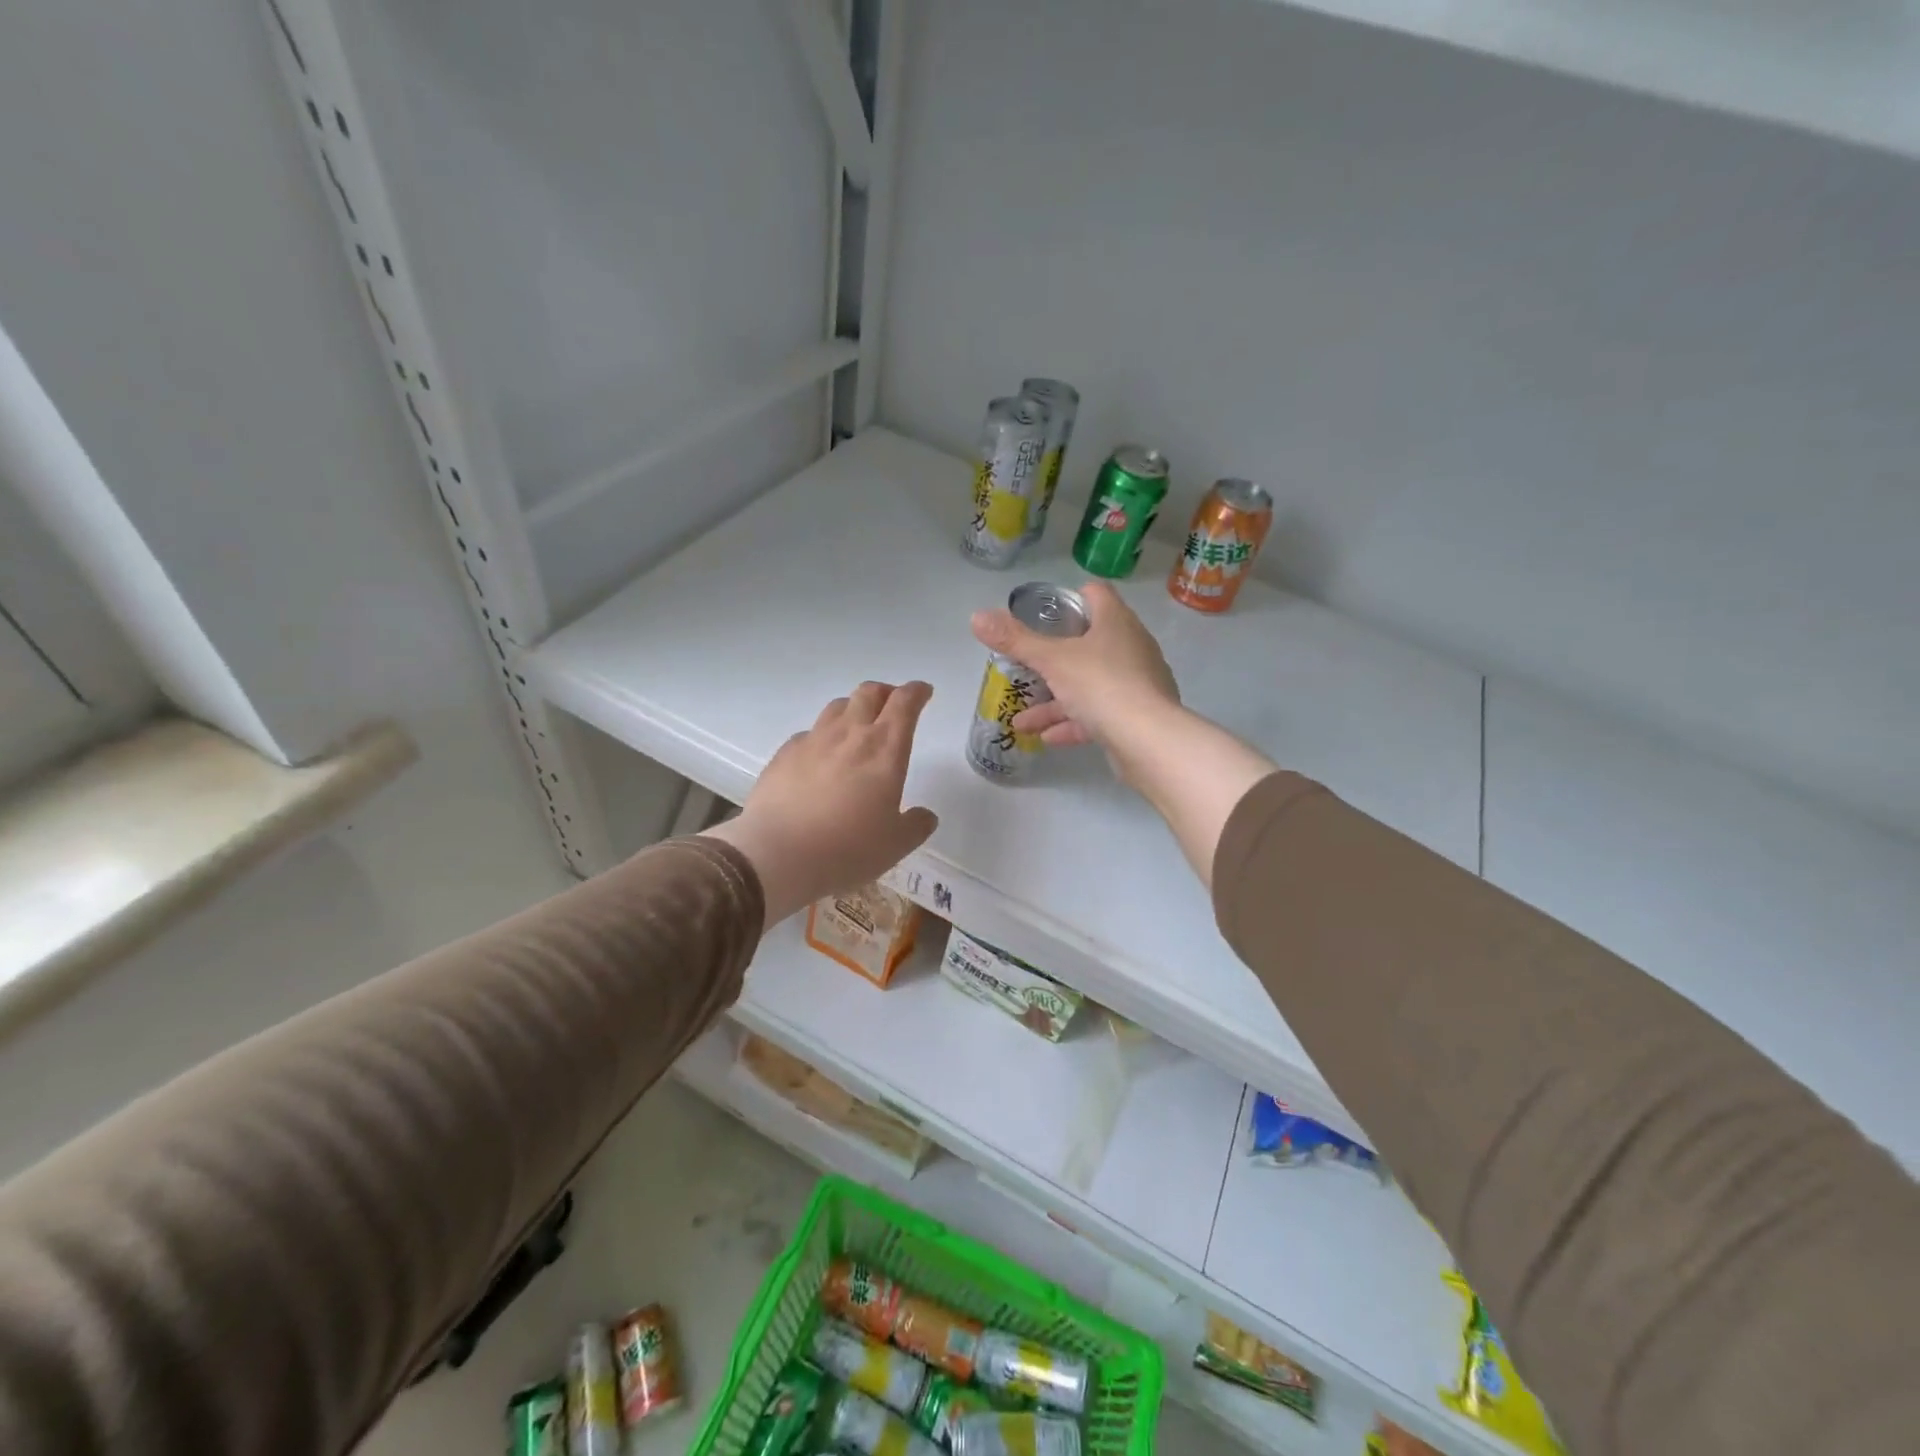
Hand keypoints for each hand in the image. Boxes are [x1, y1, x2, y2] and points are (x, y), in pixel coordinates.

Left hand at [702, 681, 937, 927]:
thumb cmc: (848, 848)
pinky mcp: (784, 754)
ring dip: (854, 708)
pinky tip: (820, 757)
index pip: (905, 703)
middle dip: (885, 692)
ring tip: (857, 726)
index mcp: (885, 748)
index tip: (923, 692)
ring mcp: (813, 740)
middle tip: (892, 705)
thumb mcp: (896, 845)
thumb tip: (925, 815)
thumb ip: (916, 826)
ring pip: (837, 707)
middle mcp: (850, 734)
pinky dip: (822, 737)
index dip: (916, 692)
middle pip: (869, 693)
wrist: (779, 855)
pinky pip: (809, 733)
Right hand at [969, 581, 1178, 760]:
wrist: (1148, 740)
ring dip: (1056, 701)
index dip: (1070, 598)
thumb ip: (1015, 640)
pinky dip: (1073, 723)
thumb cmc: (1101, 685)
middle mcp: (1131, 647)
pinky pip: (1099, 715)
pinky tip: (1047, 738)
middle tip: (1028, 665)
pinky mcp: (1137, 717)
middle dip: (1055, 657)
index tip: (1044, 614)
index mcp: (1116, 622)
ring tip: (1022, 720)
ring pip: (1090, 684)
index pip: (1096, 594)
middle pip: (1090, 642)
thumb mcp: (1052, 660)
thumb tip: (976, 617)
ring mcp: (1137, 683)